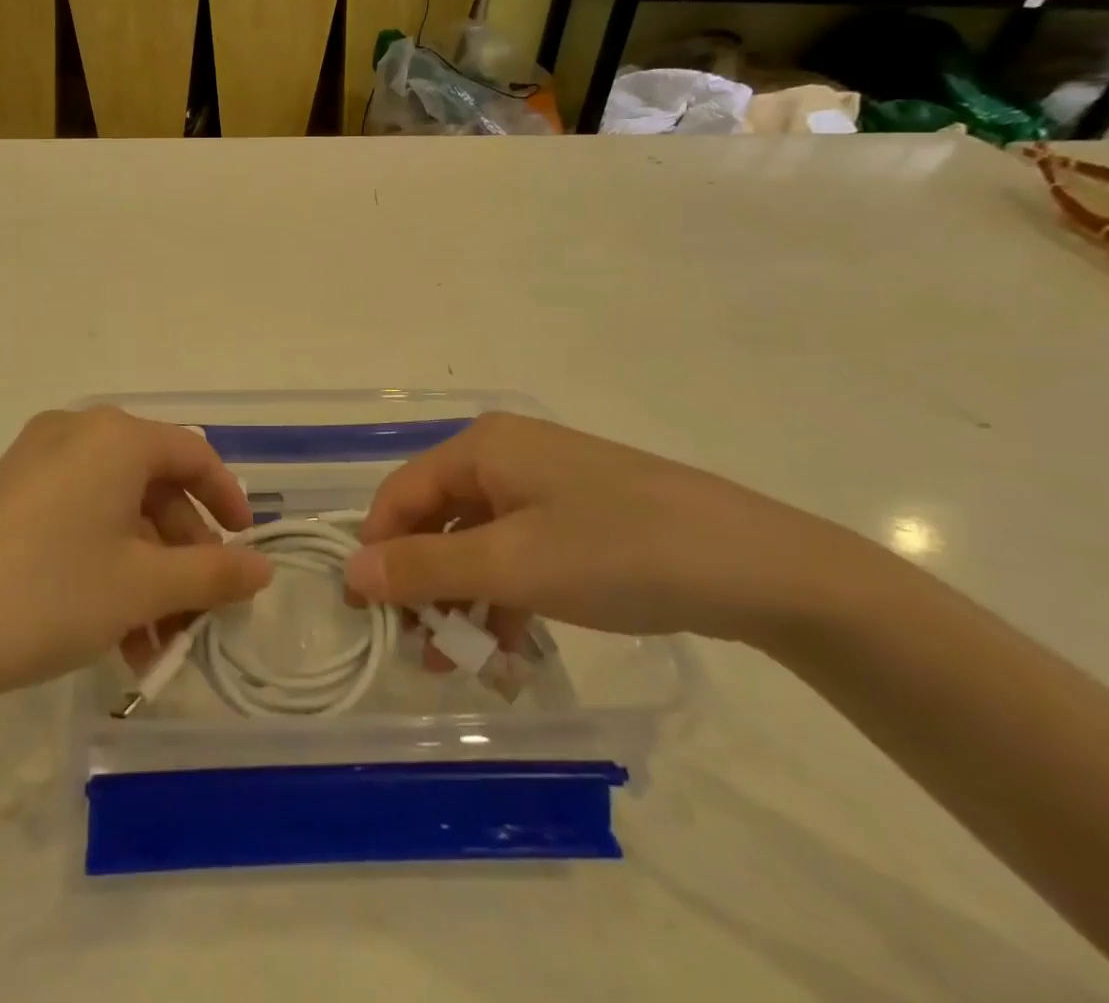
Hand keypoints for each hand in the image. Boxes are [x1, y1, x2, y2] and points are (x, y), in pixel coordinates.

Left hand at [0, 408, 272, 719]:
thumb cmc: (50, 593)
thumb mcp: (142, 587)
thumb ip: (212, 573)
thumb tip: (263, 569)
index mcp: (116, 436)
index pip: (194, 454)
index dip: (227, 500)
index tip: (245, 547)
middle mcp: (77, 434)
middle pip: (153, 487)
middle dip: (182, 555)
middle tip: (196, 614)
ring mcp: (35, 463)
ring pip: (115, 512)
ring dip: (145, 574)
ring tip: (154, 646)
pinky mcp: (6, 496)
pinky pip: (77, 520)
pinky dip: (105, 567)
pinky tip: (113, 634)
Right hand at [344, 413, 842, 646]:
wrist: (758, 566)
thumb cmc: (616, 552)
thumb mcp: (510, 565)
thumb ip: (423, 568)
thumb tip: (349, 573)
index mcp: (481, 447)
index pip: (400, 494)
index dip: (377, 551)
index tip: (366, 616)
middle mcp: (506, 454)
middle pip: (437, 517)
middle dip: (423, 583)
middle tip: (420, 649)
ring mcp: (546, 484)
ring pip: (477, 540)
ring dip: (462, 597)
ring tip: (460, 661)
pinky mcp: (578, 515)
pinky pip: (518, 550)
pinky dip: (503, 593)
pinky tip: (507, 643)